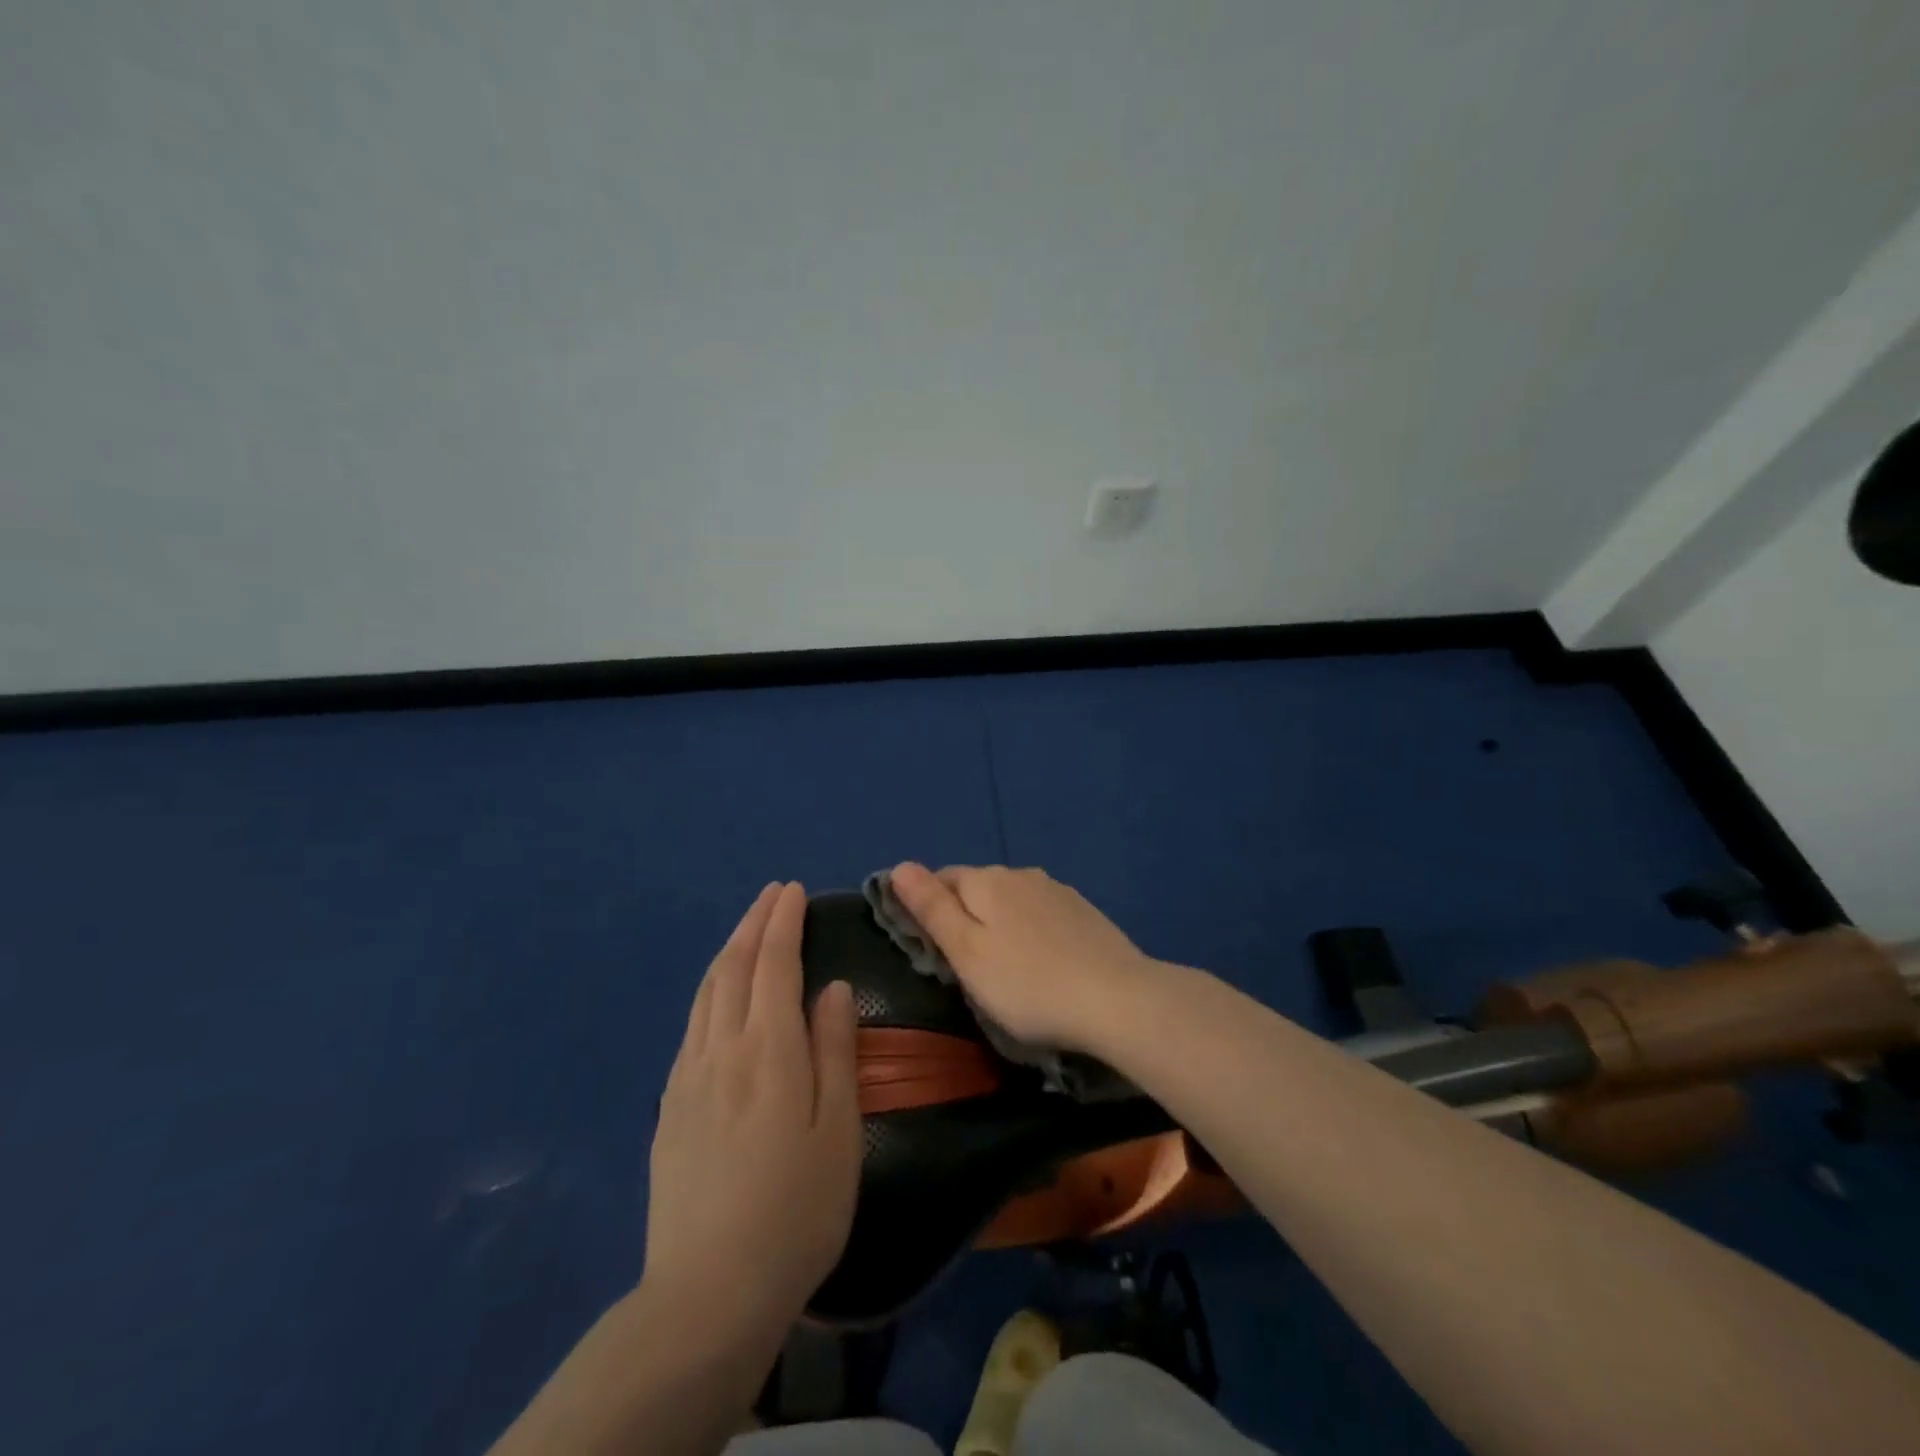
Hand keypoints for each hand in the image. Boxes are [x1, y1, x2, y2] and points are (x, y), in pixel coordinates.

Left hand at [644, 882, 860, 1340]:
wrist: (708, 1292)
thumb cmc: (796, 1209)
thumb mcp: (837, 1131)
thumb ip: (834, 1051)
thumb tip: (833, 988)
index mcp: (768, 1050)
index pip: (774, 965)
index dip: (783, 923)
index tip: (794, 891)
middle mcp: (722, 1049)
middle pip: (735, 967)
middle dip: (755, 923)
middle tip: (773, 894)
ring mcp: (689, 1077)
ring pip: (707, 992)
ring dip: (729, 949)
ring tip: (747, 927)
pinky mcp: (670, 1106)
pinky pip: (692, 1024)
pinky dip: (710, 989)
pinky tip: (717, 995)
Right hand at [889, 862, 1158, 1051]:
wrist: (1118, 1000)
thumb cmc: (1028, 985)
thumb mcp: (967, 953)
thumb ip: (932, 908)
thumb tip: (899, 865)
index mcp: (987, 881)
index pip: (942, 879)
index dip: (928, 908)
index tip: (931, 948)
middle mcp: (1021, 874)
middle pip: (977, 887)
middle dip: (964, 915)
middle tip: (964, 966)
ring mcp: (1057, 890)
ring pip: (1011, 900)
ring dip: (998, 923)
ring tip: (1003, 967)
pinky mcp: (1083, 911)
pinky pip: (1041, 913)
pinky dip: (1030, 930)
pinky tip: (1040, 961)